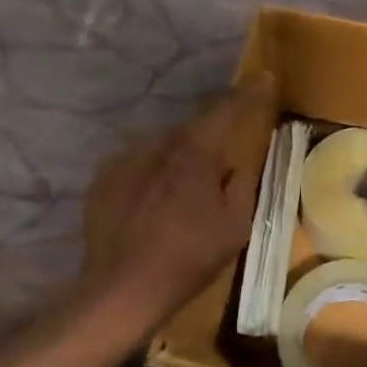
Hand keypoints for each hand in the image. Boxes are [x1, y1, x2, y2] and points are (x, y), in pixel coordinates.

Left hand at [73, 73, 277, 338]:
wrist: (122, 288)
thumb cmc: (189, 256)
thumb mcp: (235, 226)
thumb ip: (241, 186)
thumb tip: (236, 167)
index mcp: (194, 153)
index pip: (225, 111)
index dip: (247, 94)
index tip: (263, 77)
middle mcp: (157, 146)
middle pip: (191, 129)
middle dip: (209, 138)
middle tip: (220, 161)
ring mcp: (124, 161)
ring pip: (161, 148)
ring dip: (178, 159)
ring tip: (184, 191)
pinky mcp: (102, 181)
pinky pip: (137, 166)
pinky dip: (151, 175)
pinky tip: (154, 204)